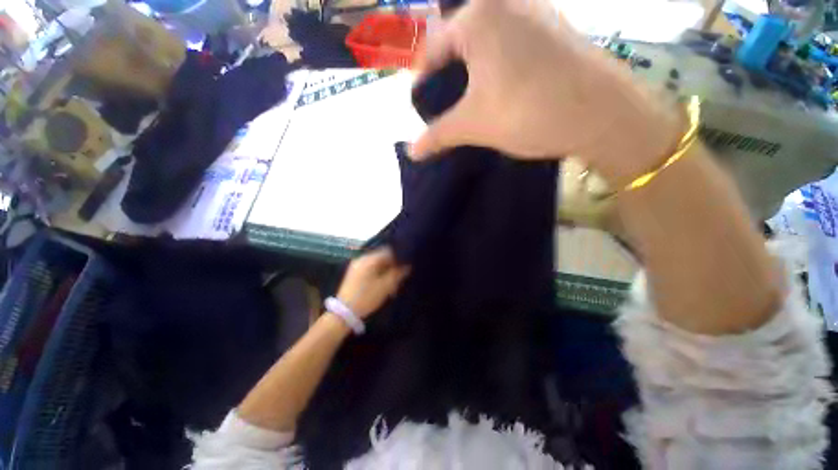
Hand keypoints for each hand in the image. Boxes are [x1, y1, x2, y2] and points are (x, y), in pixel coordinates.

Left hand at [336, 248, 409, 318]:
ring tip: (393, 281)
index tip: (407, 266)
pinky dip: (378, 273)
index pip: (389, 251)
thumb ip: (398, 273)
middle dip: (393, 265)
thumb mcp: (386, 286)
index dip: (400, 257)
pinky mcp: (354, 273)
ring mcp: (357, 265)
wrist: (344, 313)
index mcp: (369, 259)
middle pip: (382, 257)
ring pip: (377, 263)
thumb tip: (407, 265)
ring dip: (386, 270)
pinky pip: (370, 268)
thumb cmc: (367, 297)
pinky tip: (383, 283)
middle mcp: (362, 258)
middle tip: (401, 275)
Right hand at [411, 0, 681, 184]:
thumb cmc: (529, 112)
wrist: (603, 115)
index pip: (433, 50)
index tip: (421, 108)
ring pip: (485, 44)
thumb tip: (411, 152)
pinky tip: (497, 91)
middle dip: (447, 78)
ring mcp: (534, 11)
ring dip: (471, 74)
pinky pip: (509, 45)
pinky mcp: (553, 28)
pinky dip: (495, 67)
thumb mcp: (474, 125)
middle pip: (458, 45)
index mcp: (478, 15)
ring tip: (468, 104)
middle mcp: (505, 1)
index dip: (423, 82)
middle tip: (443, 109)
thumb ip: (437, 136)